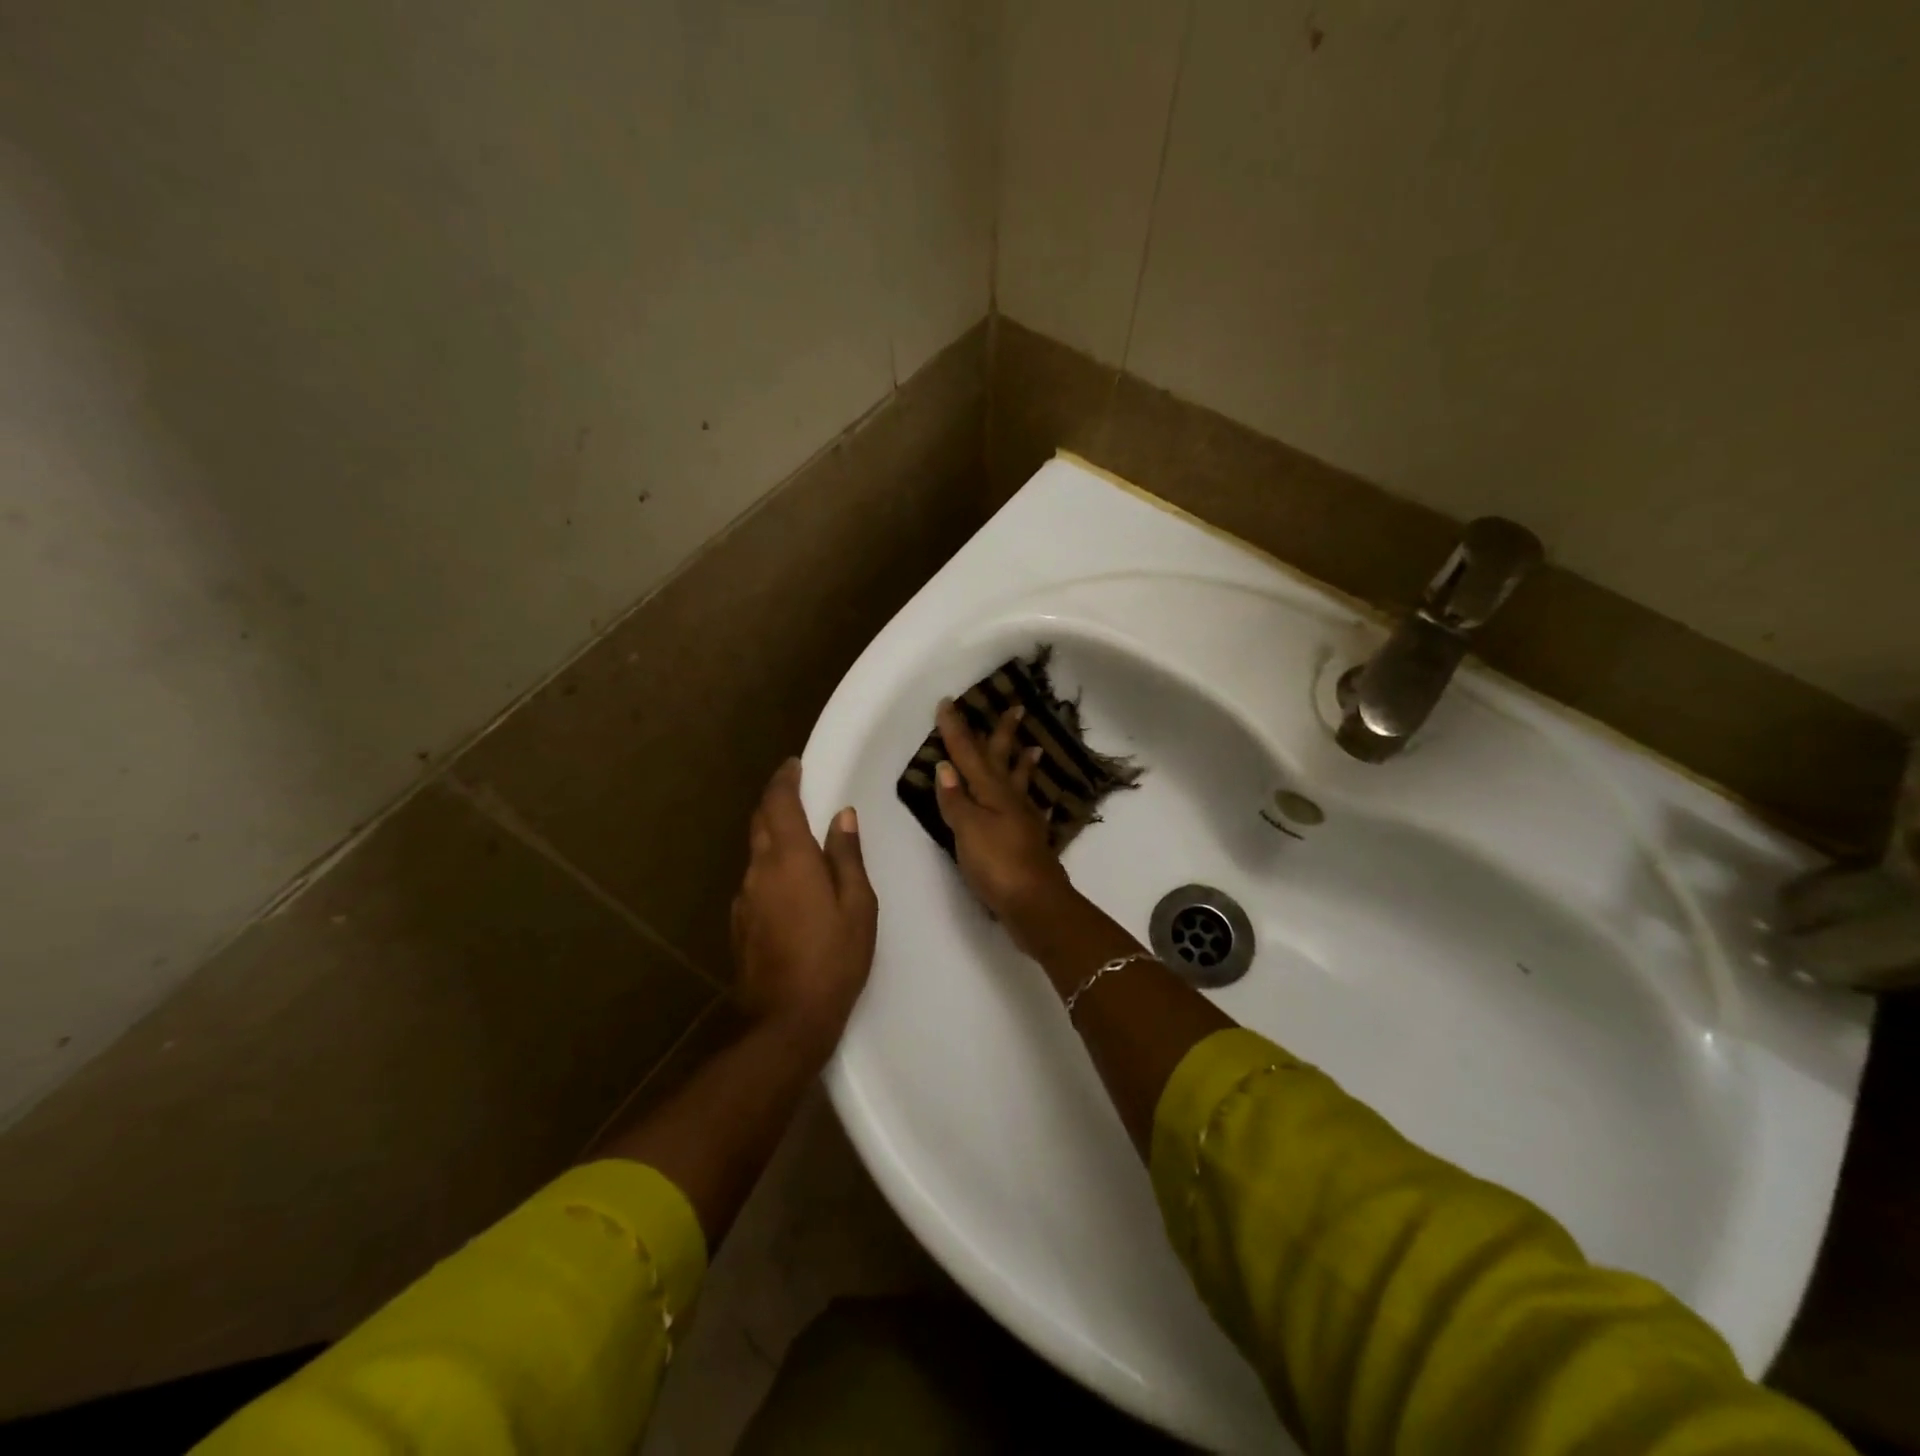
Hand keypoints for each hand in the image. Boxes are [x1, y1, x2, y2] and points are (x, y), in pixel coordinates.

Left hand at [730, 759, 876, 1055]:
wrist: (786, 1019)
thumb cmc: (833, 958)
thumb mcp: (857, 905)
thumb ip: (847, 856)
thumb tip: (842, 817)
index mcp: (789, 859)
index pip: (779, 803)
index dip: (785, 780)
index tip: (793, 765)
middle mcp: (759, 870)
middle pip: (760, 822)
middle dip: (775, 801)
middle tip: (795, 792)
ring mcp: (744, 898)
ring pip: (756, 852)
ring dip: (772, 835)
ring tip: (798, 837)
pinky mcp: (740, 923)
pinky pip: (755, 880)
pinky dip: (770, 866)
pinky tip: (789, 885)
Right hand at [934, 698, 1075, 949]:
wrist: (1035, 904)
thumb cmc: (997, 864)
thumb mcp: (968, 830)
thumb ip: (956, 800)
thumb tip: (945, 767)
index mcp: (992, 792)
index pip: (968, 754)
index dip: (956, 729)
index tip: (948, 703)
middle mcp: (1010, 800)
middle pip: (1002, 760)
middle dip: (1003, 734)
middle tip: (1016, 707)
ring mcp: (1023, 820)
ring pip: (1020, 783)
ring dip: (1022, 763)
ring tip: (1033, 746)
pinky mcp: (1029, 841)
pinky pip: (1029, 810)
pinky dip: (1031, 801)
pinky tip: (1037, 803)